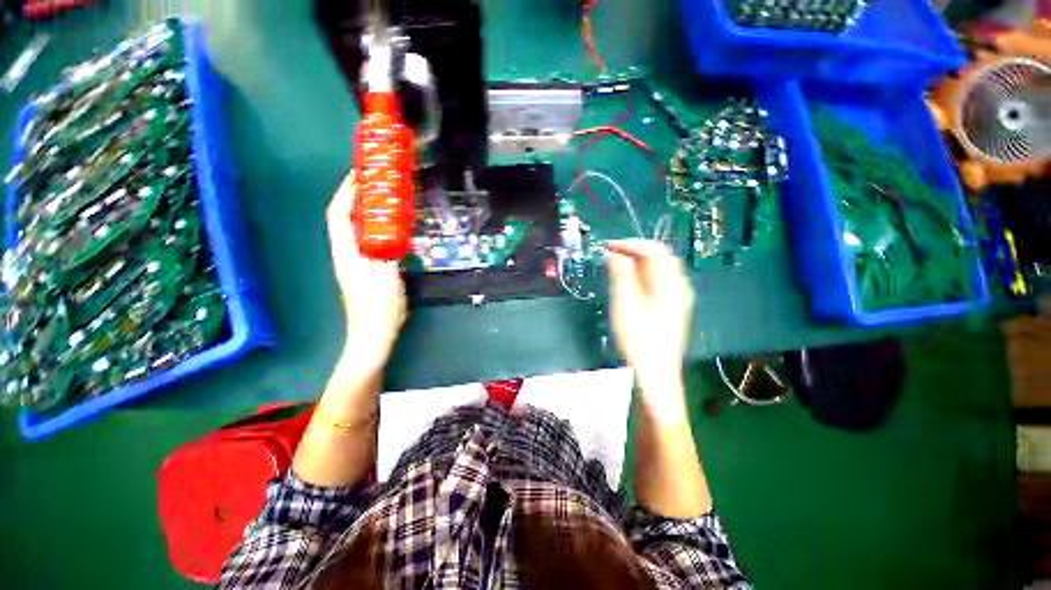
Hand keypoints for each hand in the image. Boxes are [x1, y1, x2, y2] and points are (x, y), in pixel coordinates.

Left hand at [326, 173, 406, 371]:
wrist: (373, 335)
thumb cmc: (378, 308)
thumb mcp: (387, 278)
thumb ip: (388, 252)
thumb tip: (392, 231)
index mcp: (346, 253)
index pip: (338, 215)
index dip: (345, 193)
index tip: (360, 175)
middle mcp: (346, 254)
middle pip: (345, 219)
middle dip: (357, 198)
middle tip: (378, 185)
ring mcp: (356, 263)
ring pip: (358, 231)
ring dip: (368, 213)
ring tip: (387, 202)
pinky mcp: (367, 270)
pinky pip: (369, 242)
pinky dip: (378, 230)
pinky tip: (393, 230)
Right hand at [606, 240, 694, 390]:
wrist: (657, 371)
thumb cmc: (639, 339)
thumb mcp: (625, 305)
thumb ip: (621, 276)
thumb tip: (616, 255)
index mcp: (669, 284)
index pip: (653, 250)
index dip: (630, 244)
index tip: (610, 246)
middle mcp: (680, 286)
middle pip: (661, 256)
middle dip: (636, 251)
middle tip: (613, 254)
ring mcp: (680, 297)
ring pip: (662, 267)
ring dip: (640, 262)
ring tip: (618, 266)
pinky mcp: (676, 306)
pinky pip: (662, 280)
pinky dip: (645, 274)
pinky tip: (632, 282)